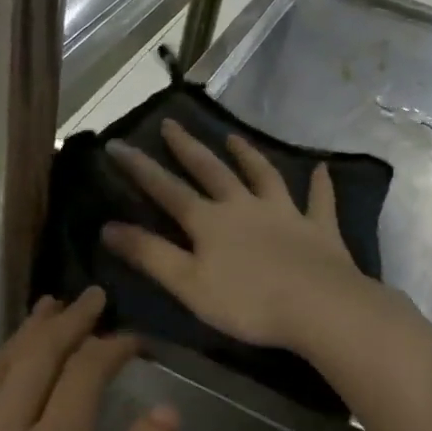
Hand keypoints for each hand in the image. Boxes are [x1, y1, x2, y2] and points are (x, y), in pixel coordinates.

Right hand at [101, 119, 394, 356]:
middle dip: (188, 148)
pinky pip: (319, 201)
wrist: (319, 307)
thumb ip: (150, 254)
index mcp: (210, 222)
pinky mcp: (318, 228)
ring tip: (233, 137)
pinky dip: (320, 185)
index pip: (167, 190)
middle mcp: (244, 206)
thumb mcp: (188, 284)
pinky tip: (322, 168)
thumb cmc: (248, 302)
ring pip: (264, 176)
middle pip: (212, 171)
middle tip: (172, 123)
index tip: (117, 144)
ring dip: (248, 155)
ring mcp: (285, 213)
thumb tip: (108, 226)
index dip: (140, 168)